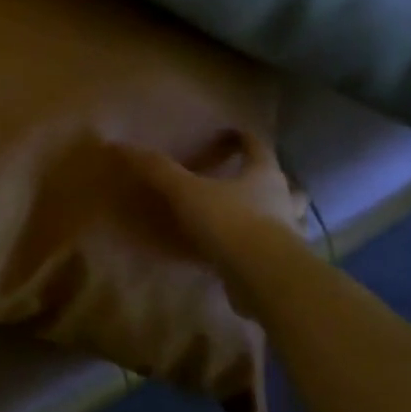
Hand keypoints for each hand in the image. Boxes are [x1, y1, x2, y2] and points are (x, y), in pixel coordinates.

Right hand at [120, 131, 309, 261]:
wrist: (265, 277)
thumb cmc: (230, 222)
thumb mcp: (187, 192)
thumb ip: (158, 170)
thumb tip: (121, 145)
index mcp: (264, 174)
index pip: (258, 146)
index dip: (242, 138)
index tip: (228, 134)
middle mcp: (284, 199)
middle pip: (284, 183)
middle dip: (268, 180)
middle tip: (247, 179)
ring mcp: (289, 234)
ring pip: (287, 218)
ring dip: (273, 215)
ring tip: (251, 217)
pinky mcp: (283, 264)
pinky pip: (273, 250)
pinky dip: (261, 249)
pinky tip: (243, 254)